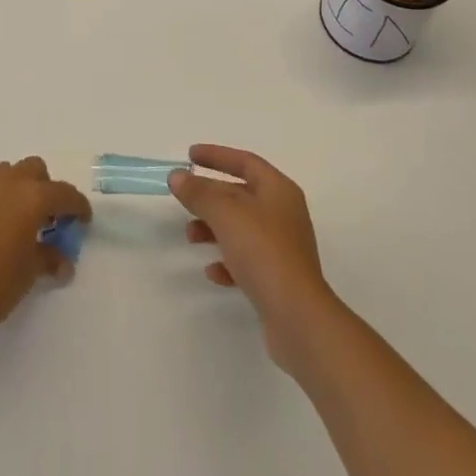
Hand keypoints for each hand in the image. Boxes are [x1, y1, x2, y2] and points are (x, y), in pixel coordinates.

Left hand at [0, 157, 91, 340]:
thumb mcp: (28, 275)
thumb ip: (48, 260)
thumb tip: (62, 261)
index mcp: (31, 198)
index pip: (64, 193)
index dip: (78, 206)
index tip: (83, 220)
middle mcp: (6, 184)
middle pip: (34, 169)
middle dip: (44, 188)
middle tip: (46, 218)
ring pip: (5, 174)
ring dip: (16, 189)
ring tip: (15, 221)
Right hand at [170, 145, 339, 370]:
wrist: (298, 318)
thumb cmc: (263, 252)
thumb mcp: (226, 214)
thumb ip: (199, 193)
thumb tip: (177, 176)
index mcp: (278, 190)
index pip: (245, 162)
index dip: (216, 156)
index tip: (190, 156)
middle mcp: (283, 214)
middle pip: (241, 195)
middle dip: (210, 196)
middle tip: (184, 199)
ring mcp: (282, 248)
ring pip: (241, 228)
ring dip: (213, 228)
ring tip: (190, 237)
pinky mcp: (277, 279)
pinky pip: (247, 260)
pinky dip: (227, 261)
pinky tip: (212, 271)